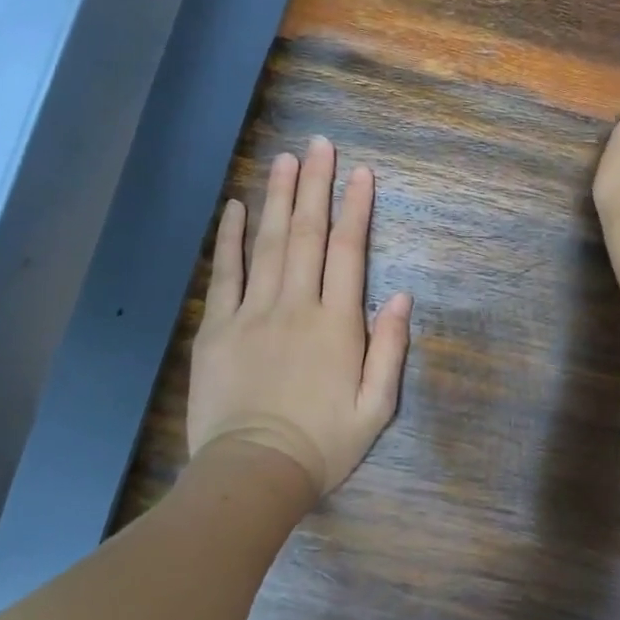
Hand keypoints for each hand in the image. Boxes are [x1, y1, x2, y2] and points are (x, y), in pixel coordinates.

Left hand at [187, 137, 412, 496]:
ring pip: (267, 243)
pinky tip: (235, 206)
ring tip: (284, 159)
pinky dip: (230, 238)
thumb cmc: (323, 444)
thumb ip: (390, 348)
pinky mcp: (218, 328)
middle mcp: (296, 305)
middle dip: (316, 185)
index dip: (356, 208)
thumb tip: (401, 296)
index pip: (348, 251)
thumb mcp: (377, 407)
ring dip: (277, 198)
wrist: (253, 475)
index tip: (360, 172)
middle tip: (319, 144)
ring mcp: (253, 313)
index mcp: (337, 323)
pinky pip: (225, 273)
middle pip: (307, 234)